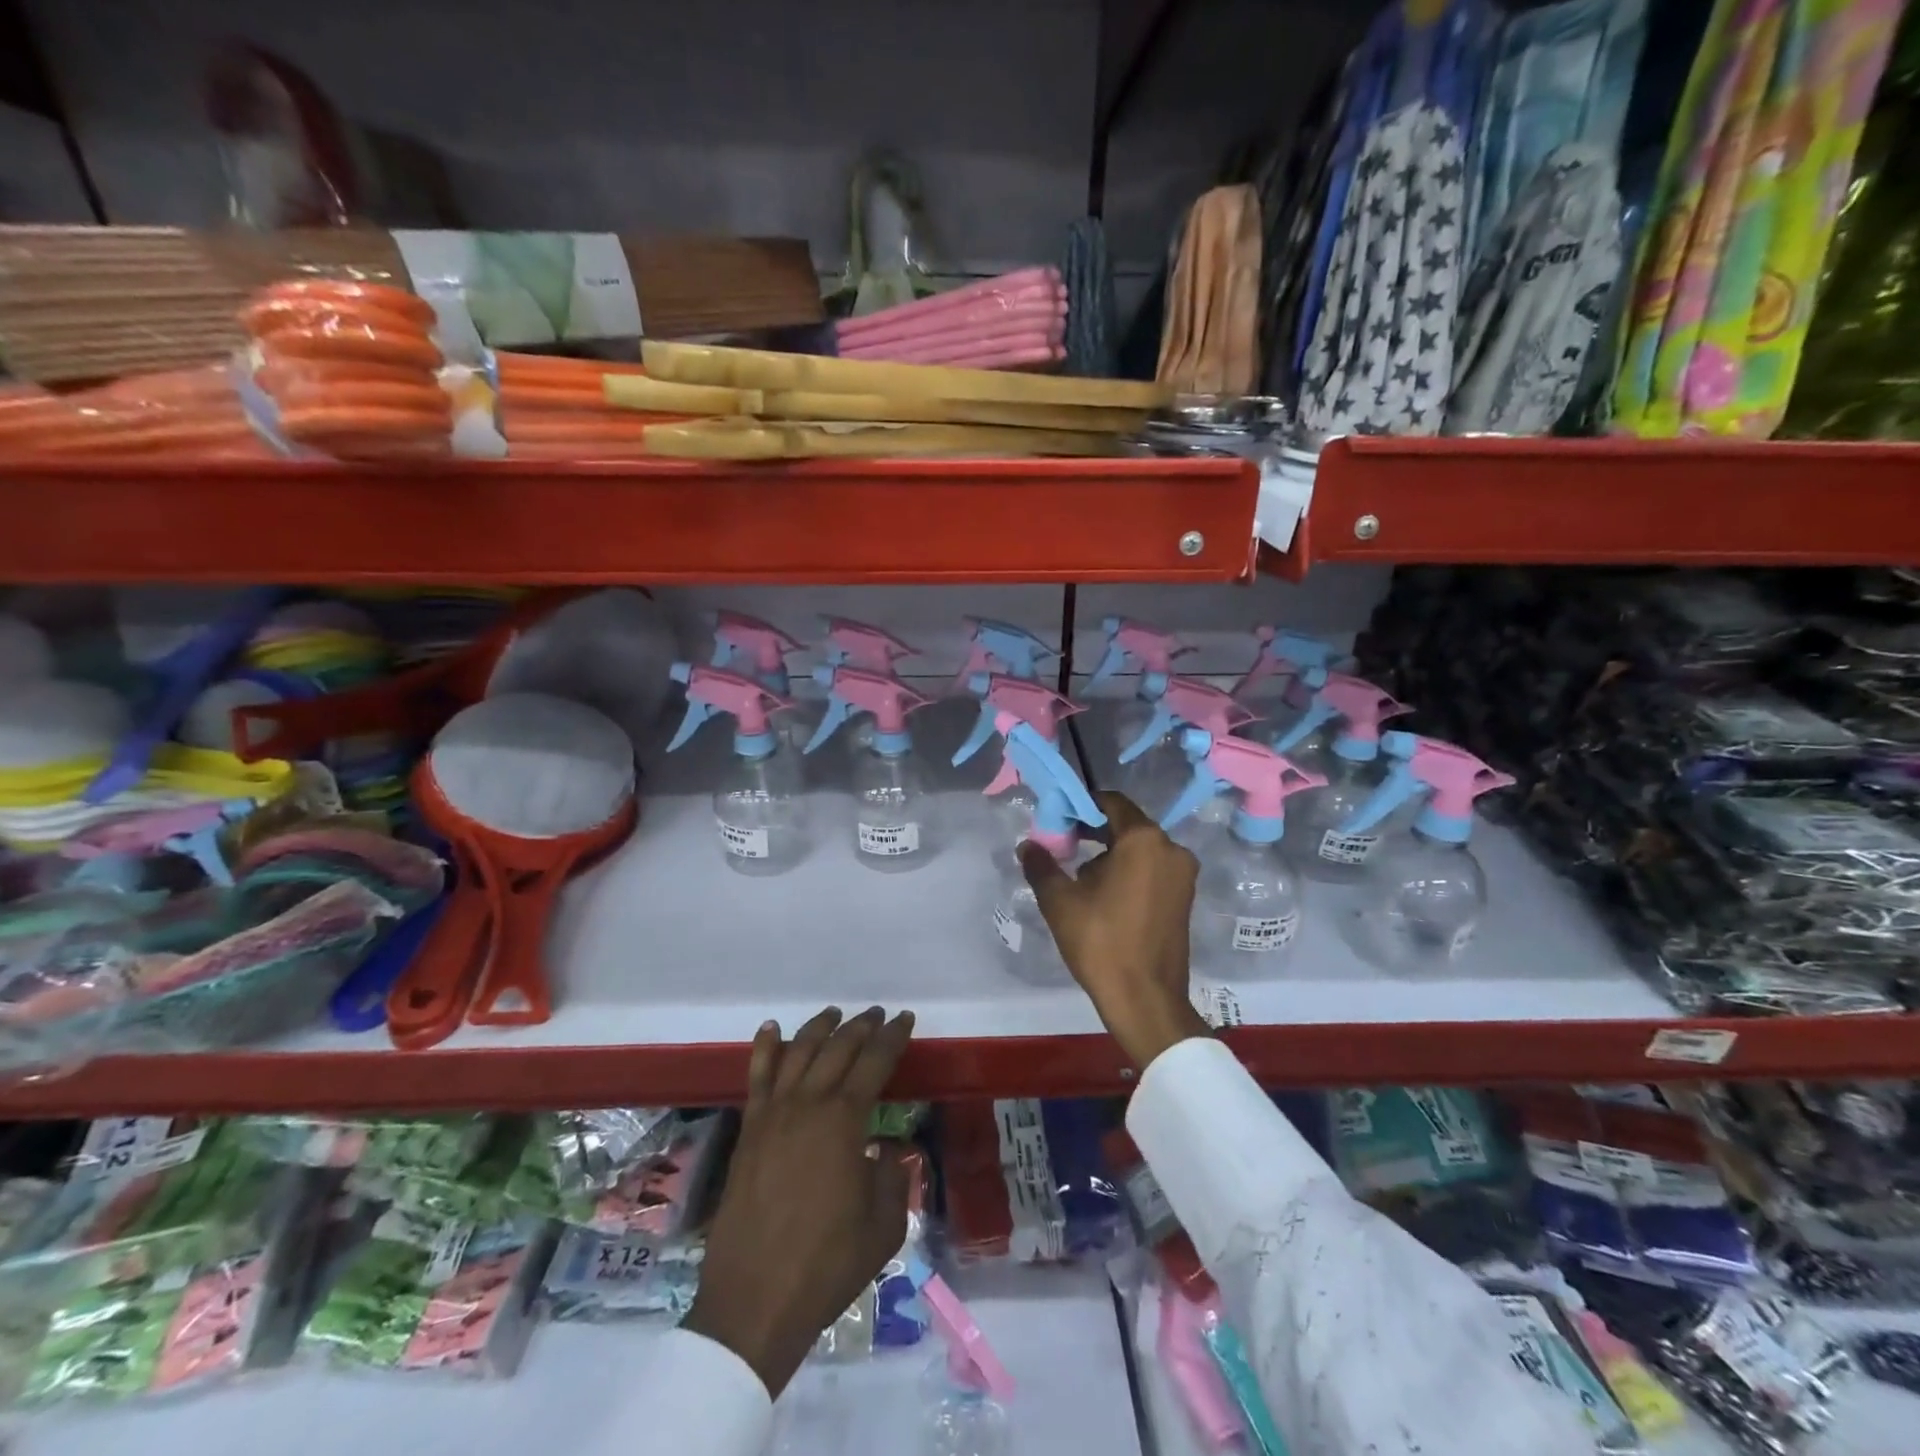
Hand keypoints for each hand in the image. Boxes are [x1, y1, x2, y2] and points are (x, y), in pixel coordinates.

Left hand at [683, 1006, 915, 1397]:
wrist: (755, 1300)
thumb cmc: (828, 1264)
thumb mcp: (884, 1225)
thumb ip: (891, 1177)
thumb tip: (884, 1151)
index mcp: (845, 1120)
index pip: (875, 1062)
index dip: (893, 1037)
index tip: (905, 1018)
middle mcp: (808, 1104)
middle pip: (837, 1049)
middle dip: (861, 1027)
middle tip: (877, 1014)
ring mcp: (773, 1115)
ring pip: (798, 1052)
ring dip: (819, 1028)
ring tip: (835, 1014)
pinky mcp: (749, 1131)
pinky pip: (757, 1077)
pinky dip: (765, 1048)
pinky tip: (772, 1028)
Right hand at [1020, 791, 1208, 1068]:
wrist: (1145, 999)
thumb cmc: (1101, 942)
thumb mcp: (1060, 901)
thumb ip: (1041, 865)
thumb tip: (1028, 846)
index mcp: (1144, 840)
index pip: (1111, 803)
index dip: (1081, 807)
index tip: (1058, 821)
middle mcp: (1171, 849)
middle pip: (1127, 825)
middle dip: (1094, 832)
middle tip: (1063, 848)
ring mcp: (1183, 875)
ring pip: (1141, 849)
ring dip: (1111, 854)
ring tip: (1080, 879)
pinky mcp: (1185, 898)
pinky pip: (1153, 869)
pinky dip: (1130, 871)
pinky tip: (1105, 895)